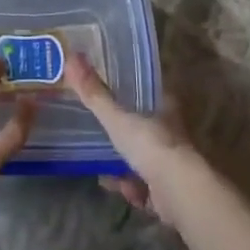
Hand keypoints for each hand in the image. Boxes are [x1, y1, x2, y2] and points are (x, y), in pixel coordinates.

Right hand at [62, 52, 197, 225]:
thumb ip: (94, 94)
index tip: (108, 93)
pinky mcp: (169, 191)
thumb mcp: (116, 118)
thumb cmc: (150, 145)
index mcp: (165, 109)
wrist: (178, 192)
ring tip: (100, 163)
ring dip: (123, 164)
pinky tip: (112, 185)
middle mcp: (171, 133)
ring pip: (143, 159)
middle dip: (122, 134)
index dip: (130, 93)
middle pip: (143, 127)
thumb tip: (72, 57)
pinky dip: (128, 187)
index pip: (147, 94)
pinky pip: (143, 186)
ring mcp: (171, 163)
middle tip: (97, 131)